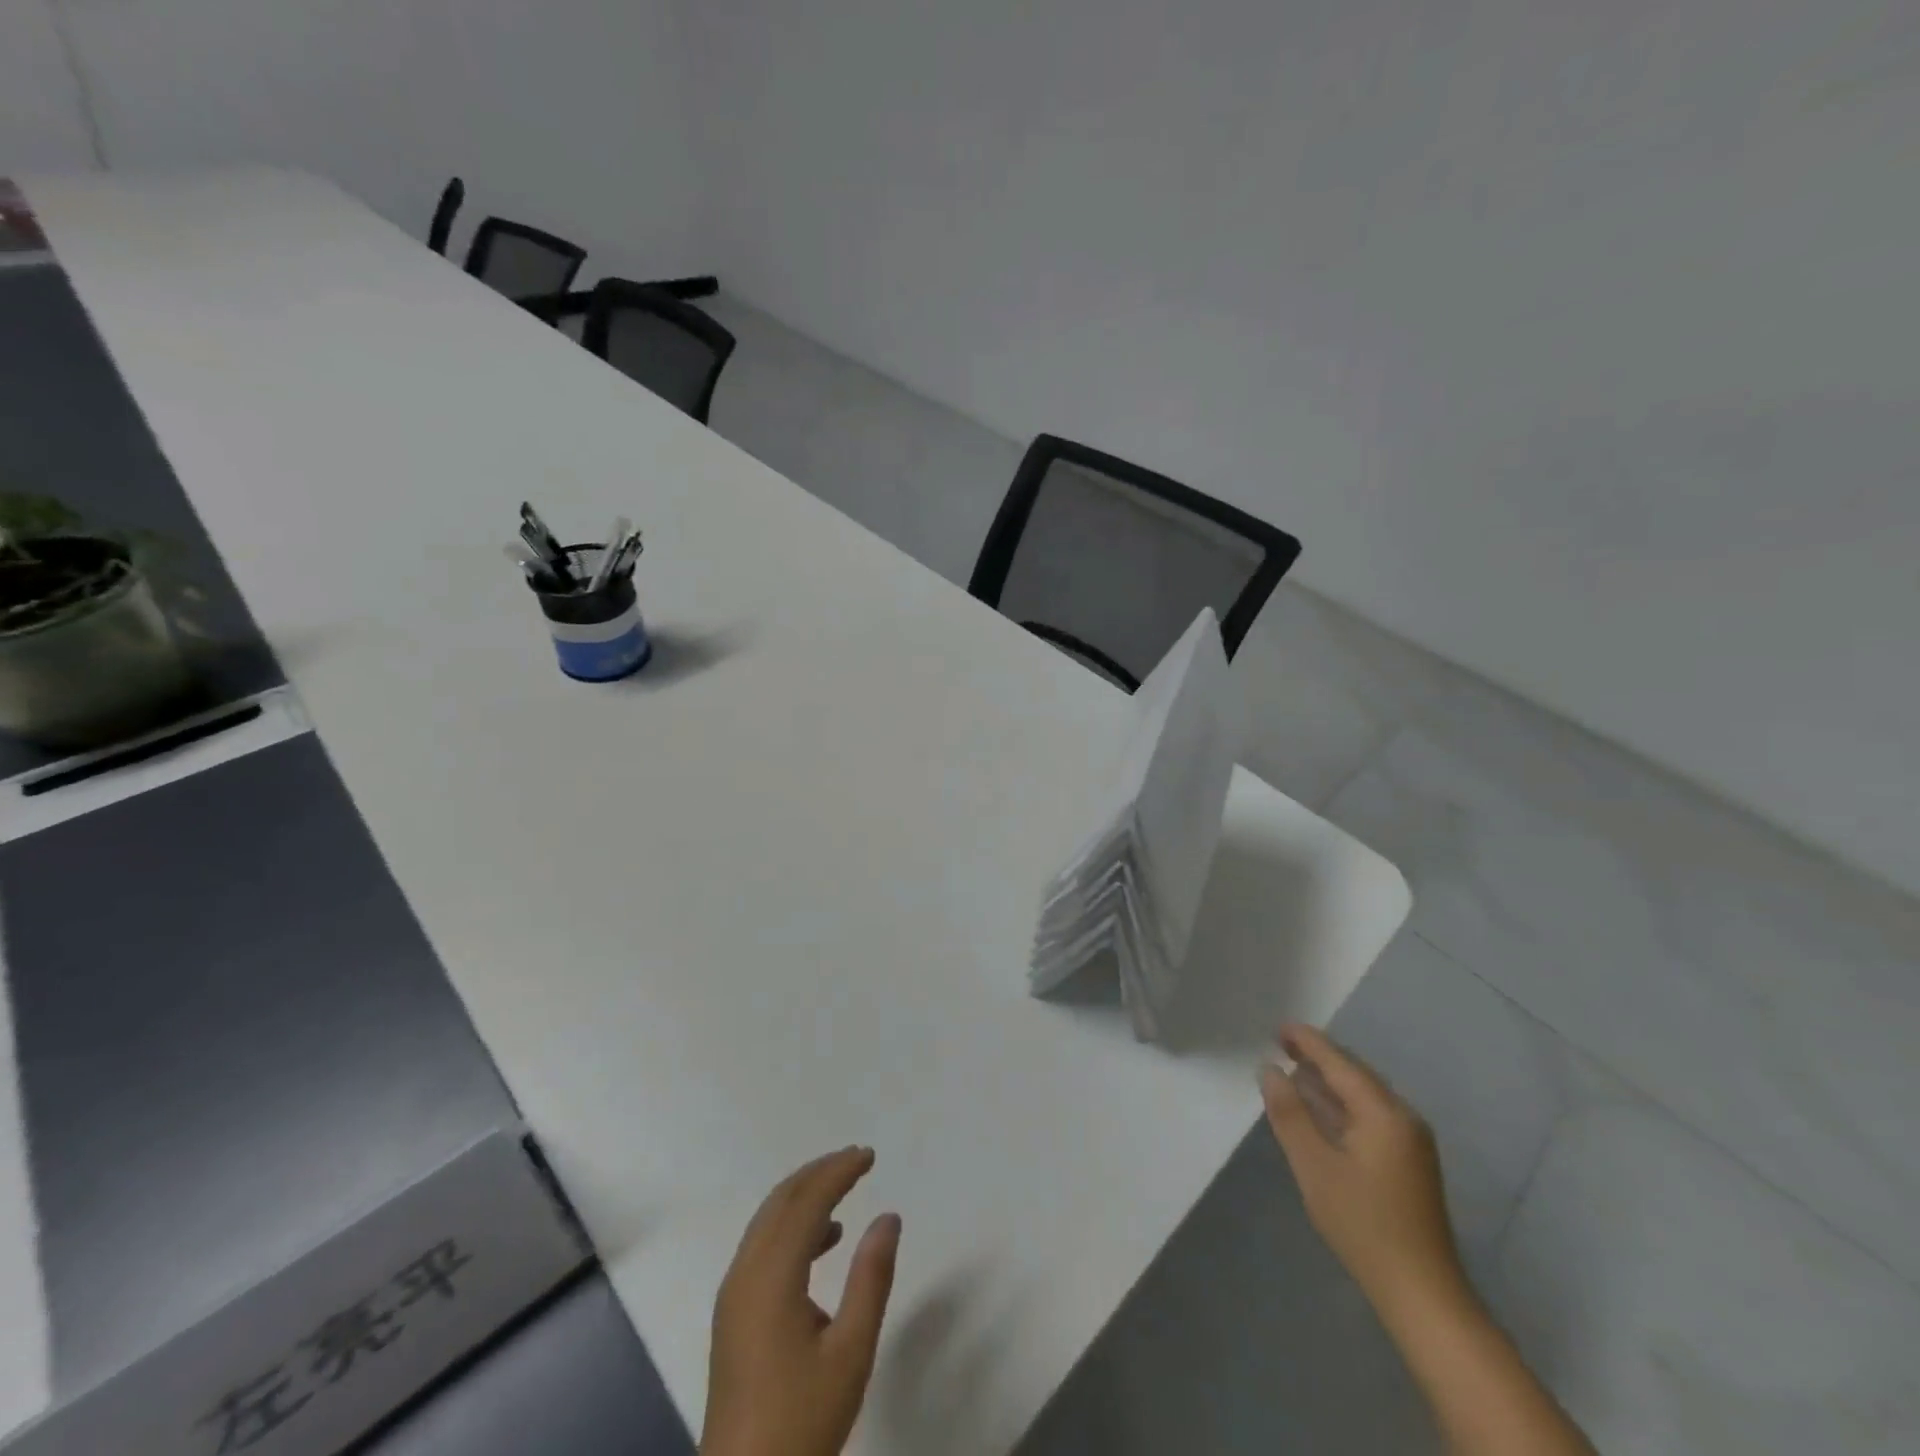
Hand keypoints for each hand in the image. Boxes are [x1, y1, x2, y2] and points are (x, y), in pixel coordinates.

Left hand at [701, 1146, 901, 1455]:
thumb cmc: (802, 1418)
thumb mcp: (850, 1351)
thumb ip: (871, 1278)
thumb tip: (888, 1216)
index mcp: (771, 1276)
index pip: (806, 1202)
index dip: (838, 1172)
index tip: (869, 1155)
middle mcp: (745, 1273)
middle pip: (781, 1201)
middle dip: (819, 1172)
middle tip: (857, 1159)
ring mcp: (734, 1293)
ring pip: (768, 1221)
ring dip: (804, 1195)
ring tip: (844, 1188)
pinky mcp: (733, 1313)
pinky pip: (762, 1244)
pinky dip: (792, 1224)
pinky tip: (823, 1240)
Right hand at [1260, 1023, 1464, 1314]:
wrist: (1422, 1293)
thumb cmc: (1362, 1224)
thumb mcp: (1314, 1166)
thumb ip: (1289, 1113)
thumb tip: (1269, 1069)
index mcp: (1383, 1113)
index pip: (1340, 1062)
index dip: (1308, 1041)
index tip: (1278, 1027)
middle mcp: (1403, 1117)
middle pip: (1356, 1073)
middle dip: (1319, 1056)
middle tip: (1282, 1044)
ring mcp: (1411, 1141)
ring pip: (1364, 1094)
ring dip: (1329, 1080)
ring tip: (1294, 1069)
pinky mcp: (1410, 1162)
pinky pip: (1370, 1114)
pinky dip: (1342, 1103)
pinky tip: (1321, 1108)